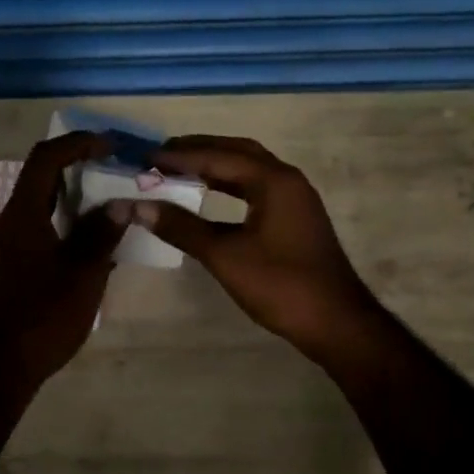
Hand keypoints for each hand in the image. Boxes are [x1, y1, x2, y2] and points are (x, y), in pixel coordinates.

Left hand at [0, 132, 126, 391]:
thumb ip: (101, 234)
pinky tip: (82, 250)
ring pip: (35, 212)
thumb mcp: (83, 275)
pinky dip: (57, 229)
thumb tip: (119, 204)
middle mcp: (2, 225)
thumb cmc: (42, 317)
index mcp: (19, 217)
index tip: (107, 145)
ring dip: (68, 205)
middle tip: (112, 178)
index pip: (45, 160)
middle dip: (76, 174)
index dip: (76, 144)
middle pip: (38, 184)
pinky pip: (30, 235)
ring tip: (105, 214)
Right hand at [138, 135, 391, 368]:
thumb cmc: (281, 285)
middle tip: (161, 156)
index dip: (179, 156)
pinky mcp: (294, 218)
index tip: (145, 158)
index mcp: (273, 181)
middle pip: (237, 152)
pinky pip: (255, 187)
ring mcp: (294, 199)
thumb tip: (139, 206)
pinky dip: (229, 185)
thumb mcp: (225, 256)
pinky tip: (208, 196)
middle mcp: (287, 180)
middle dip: (198, 150)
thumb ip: (182, 227)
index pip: (218, 157)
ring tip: (178, 170)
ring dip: (214, 166)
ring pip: (248, 169)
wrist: (335, 322)